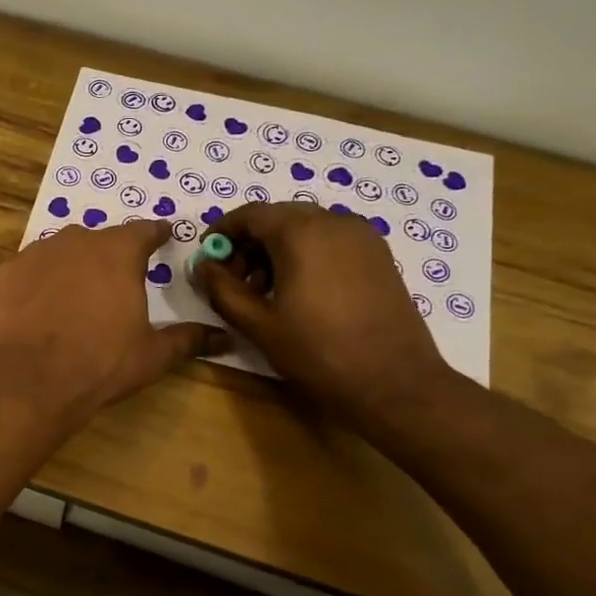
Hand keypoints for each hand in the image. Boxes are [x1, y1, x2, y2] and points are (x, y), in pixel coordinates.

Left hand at [0, 221, 217, 417]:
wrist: (32, 379)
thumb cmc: (102, 362)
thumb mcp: (153, 354)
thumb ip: (188, 339)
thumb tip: (224, 337)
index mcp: (119, 252)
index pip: (145, 231)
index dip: (156, 234)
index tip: (164, 235)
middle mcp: (77, 240)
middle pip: (100, 240)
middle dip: (110, 255)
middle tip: (115, 280)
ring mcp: (37, 253)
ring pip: (60, 251)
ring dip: (71, 265)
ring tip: (75, 294)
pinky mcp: (6, 273)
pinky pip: (28, 270)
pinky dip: (37, 283)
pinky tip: (37, 307)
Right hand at [193, 203, 451, 421]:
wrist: (393, 381)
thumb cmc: (318, 352)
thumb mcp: (259, 324)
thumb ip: (223, 289)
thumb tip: (203, 266)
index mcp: (301, 233)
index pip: (251, 214)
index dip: (223, 231)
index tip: (207, 257)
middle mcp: (333, 222)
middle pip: (279, 217)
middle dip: (250, 241)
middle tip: (233, 279)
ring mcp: (361, 236)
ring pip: (306, 227)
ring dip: (277, 248)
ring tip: (264, 289)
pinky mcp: (378, 254)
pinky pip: (331, 239)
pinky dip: (306, 253)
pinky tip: (298, 290)